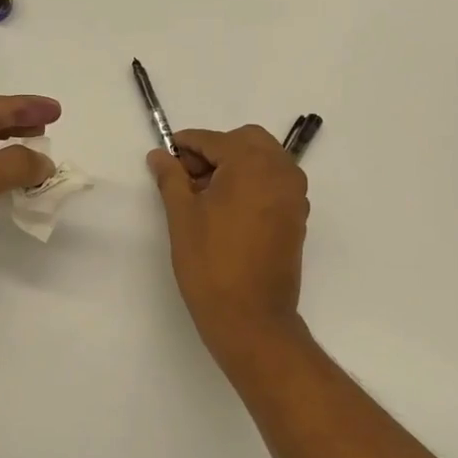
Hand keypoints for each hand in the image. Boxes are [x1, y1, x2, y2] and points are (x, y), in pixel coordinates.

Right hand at [148, 125, 309, 358]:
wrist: (250, 317)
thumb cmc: (210, 263)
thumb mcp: (182, 216)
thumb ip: (171, 178)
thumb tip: (160, 155)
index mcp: (253, 164)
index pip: (215, 140)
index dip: (186, 146)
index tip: (165, 157)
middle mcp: (281, 171)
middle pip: (246, 141)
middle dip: (215, 151)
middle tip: (187, 179)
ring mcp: (294, 195)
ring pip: (263, 160)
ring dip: (234, 166)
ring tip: (204, 197)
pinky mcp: (297, 216)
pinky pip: (274, 183)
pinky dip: (251, 183)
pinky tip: (226, 210)